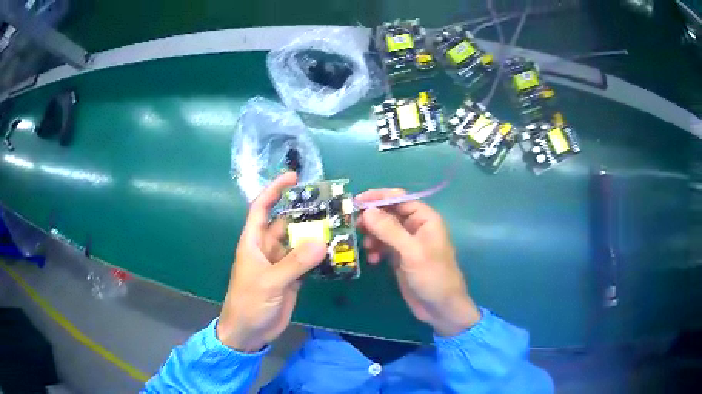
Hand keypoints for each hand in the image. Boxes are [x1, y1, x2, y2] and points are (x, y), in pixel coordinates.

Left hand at [217, 172, 326, 351]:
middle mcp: (267, 248)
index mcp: (253, 242)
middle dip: (304, 213)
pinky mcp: (291, 279)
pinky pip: (306, 262)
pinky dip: (319, 257)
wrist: (249, 332)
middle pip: (285, 223)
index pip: (261, 208)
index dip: (274, 190)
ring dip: (315, 235)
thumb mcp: (269, 281)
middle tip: (329, 204)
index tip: (293, 177)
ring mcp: (280, 264)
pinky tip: (335, 251)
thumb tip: (322, 241)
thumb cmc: (249, 302)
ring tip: (338, 225)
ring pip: (298, 243)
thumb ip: (295, 263)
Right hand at [356, 189, 481, 335]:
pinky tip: (373, 260)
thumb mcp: (411, 252)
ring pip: (384, 230)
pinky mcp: (400, 258)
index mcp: (425, 219)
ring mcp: (407, 243)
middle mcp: (416, 227)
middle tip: (356, 226)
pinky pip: (383, 246)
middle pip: (389, 213)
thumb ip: (389, 230)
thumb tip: (367, 211)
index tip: (356, 202)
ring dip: (373, 236)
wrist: (440, 308)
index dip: (378, 197)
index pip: (399, 198)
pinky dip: (376, 250)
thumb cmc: (432, 276)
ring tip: (367, 247)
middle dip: (372, 219)